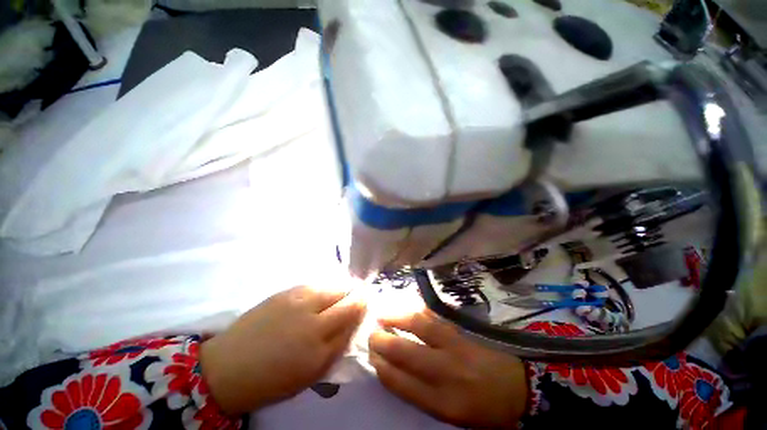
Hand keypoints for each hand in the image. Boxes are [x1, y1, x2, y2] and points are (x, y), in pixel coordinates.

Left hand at [200, 285, 365, 414]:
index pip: (352, 321)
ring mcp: (299, 302)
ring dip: (343, 288)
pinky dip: (325, 286)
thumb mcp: (310, 375)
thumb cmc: (272, 379)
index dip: (363, 309)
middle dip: (359, 295)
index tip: (368, 303)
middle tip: (362, 293)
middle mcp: (313, 321)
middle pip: (347, 300)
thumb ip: (335, 349)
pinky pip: (316, 284)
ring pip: (333, 287)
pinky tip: (324, 291)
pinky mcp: (287, 292)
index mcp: (320, 349)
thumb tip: (351, 326)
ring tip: (345, 290)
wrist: (229, 366)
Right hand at [369, 310, 527, 428]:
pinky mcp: (462, 331)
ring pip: (419, 327)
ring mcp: (455, 347)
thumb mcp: (450, 413)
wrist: (518, 388)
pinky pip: (435, 317)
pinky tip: (407, 307)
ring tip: (383, 315)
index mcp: (442, 402)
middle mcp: (446, 372)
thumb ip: (421, 393)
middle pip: (406, 352)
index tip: (372, 357)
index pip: (401, 383)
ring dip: (397, 318)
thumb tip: (394, 371)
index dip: (382, 367)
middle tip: (371, 334)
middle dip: (384, 341)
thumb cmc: (482, 407)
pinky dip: (418, 311)